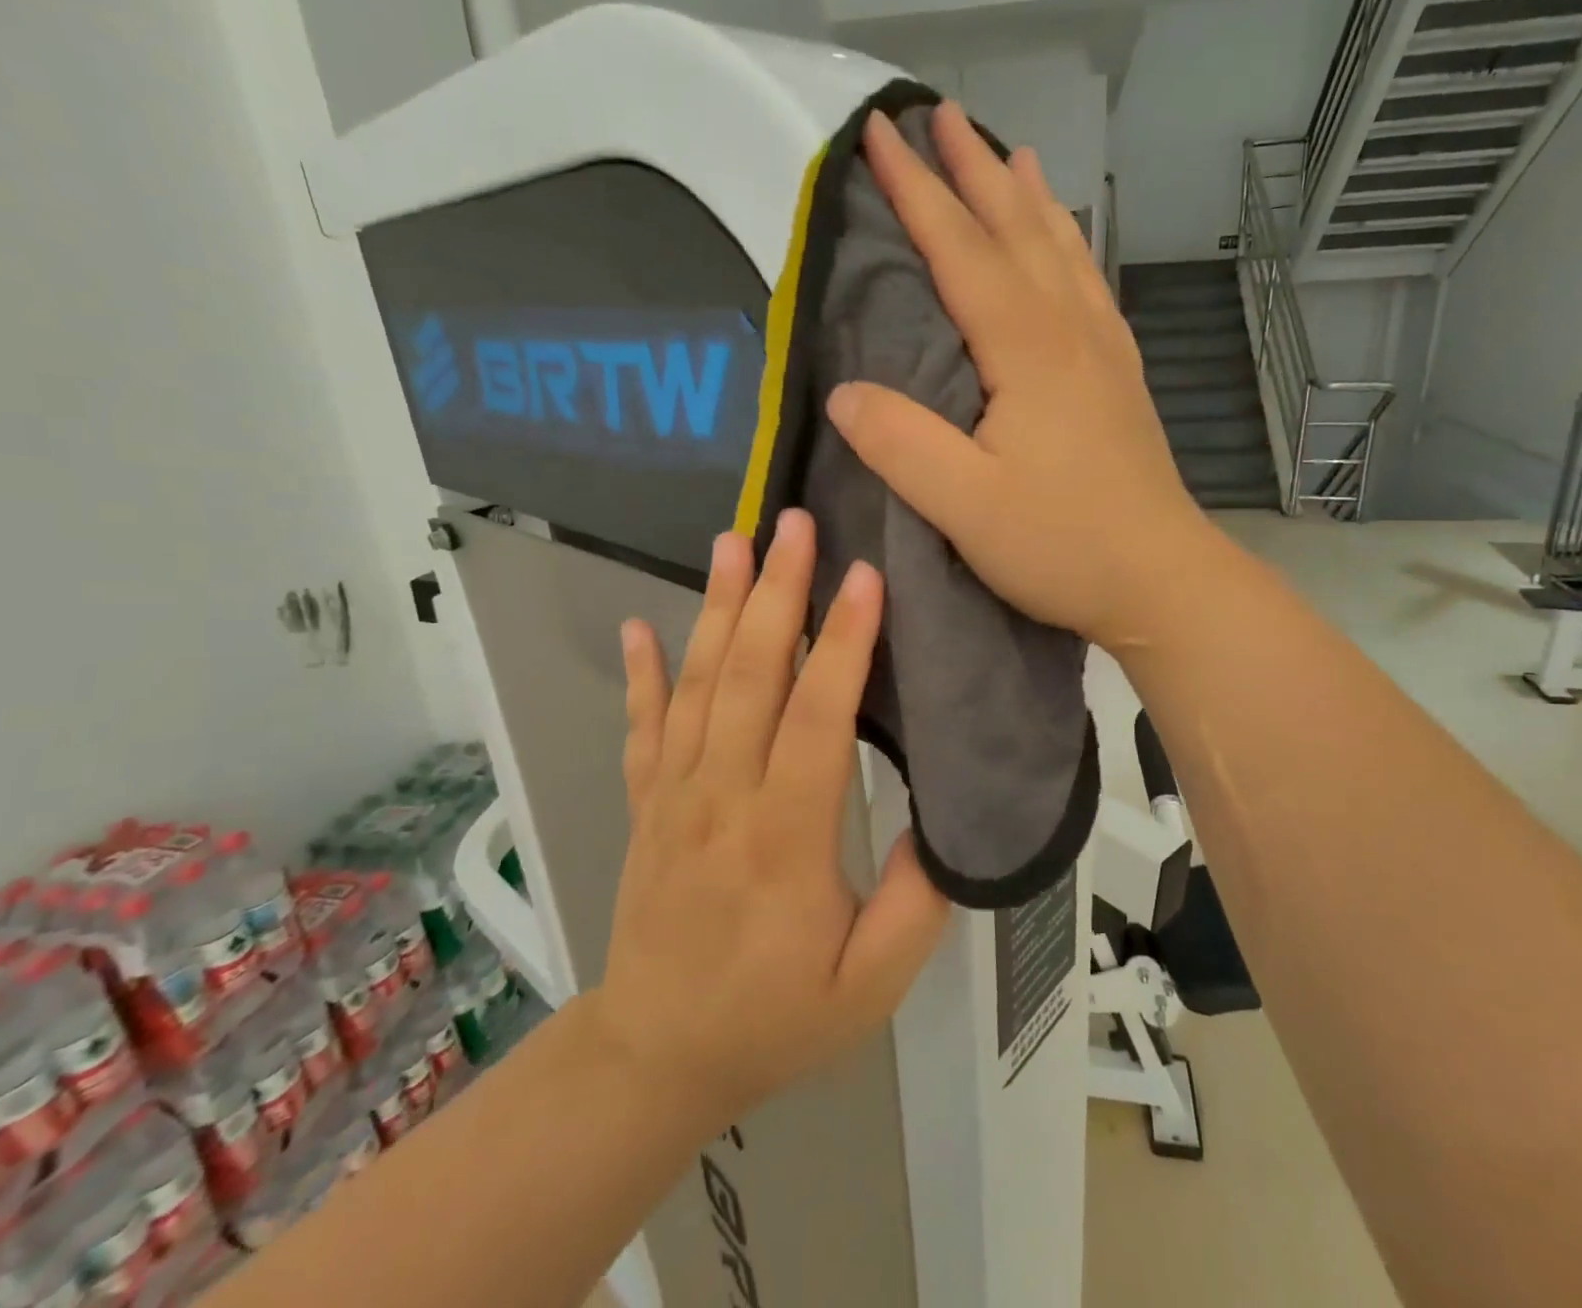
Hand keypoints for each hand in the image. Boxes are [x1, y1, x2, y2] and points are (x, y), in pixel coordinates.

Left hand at [589, 510, 949, 1128]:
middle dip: (776, 594)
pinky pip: (641, 726)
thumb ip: (915, 905)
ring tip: (732, 542)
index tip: (865, 578)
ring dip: (716, 609)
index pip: (815, 722)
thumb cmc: (773, 1019)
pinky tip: (640, 623)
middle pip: (749, 679)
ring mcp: (673, 795)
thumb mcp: (868, 988)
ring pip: (696, 686)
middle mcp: (720, 799)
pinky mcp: (645, 802)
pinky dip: (641, 672)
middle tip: (794, 524)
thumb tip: (940, 821)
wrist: (655, 1057)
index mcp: (783, 840)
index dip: (844, 647)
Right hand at [825, 101, 1215, 651]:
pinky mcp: (1120, 380)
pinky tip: (1069, 246)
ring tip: (1011, 151)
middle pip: (1016, 230)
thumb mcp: (964, 505)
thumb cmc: (1061, 545)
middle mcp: (1069, 331)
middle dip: (973, 170)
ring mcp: (1103, 352)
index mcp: (1026, 349)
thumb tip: (845, 392)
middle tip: (941, 114)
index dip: (918, 190)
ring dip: (1029, 198)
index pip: (961, 249)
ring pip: (1062, 250)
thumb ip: (901, 445)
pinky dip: (1072, 247)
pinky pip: (1090, 288)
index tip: (879, 133)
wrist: (1161, 578)